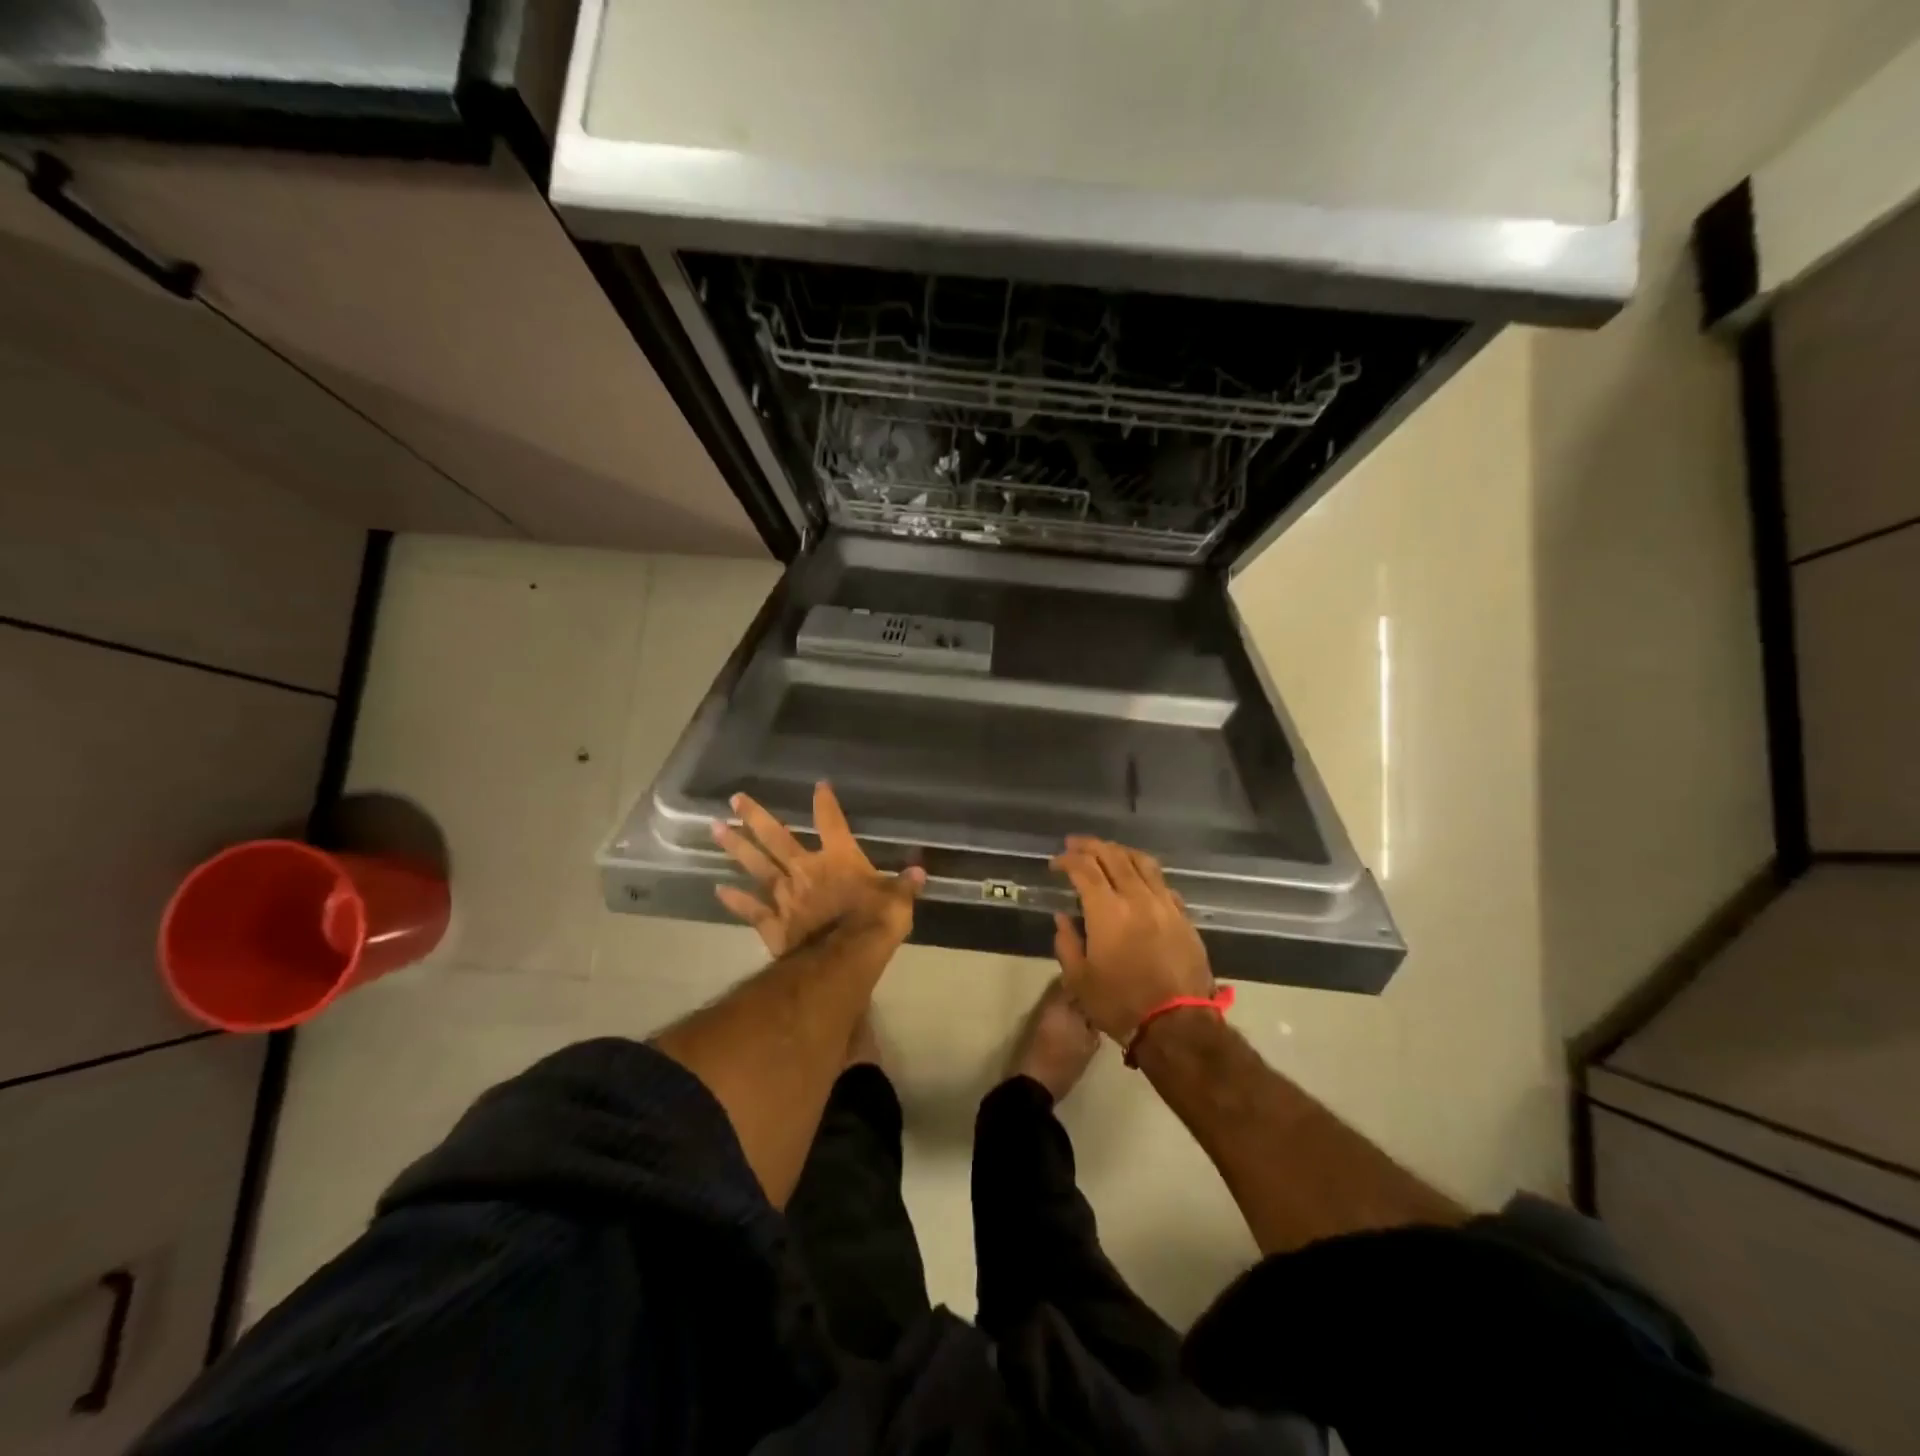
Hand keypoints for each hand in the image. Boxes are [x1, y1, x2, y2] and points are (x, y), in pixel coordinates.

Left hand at [712, 782, 924, 954]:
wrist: (846, 958)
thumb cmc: (875, 922)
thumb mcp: (898, 900)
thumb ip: (904, 885)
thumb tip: (920, 872)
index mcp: (838, 858)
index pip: (831, 822)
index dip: (825, 803)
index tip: (818, 786)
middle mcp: (806, 869)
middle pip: (776, 837)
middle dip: (756, 817)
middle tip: (735, 799)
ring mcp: (785, 895)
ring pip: (756, 866)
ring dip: (736, 847)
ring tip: (715, 828)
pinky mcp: (774, 923)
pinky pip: (752, 909)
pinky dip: (735, 900)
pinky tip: (718, 890)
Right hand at [1051, 837, 1214, 1042]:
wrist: (1177, 1025)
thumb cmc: (1120, 1004)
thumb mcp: (1079, 980)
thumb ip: (1067, 943)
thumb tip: (1063, 918)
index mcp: (1107, 911)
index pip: (1084, 869)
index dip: (1067, 860)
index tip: (1056, 863)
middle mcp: (1137, 898)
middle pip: (1114, 856)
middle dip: (1091, 846)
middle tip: (1075, 844)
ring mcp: (1165, 905)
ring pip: (1143, 863)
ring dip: (1120, 851)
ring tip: (1107, 851)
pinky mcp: (1184, 917)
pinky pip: (1163, 883)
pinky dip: (1145, 873)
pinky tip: (1139, 879)